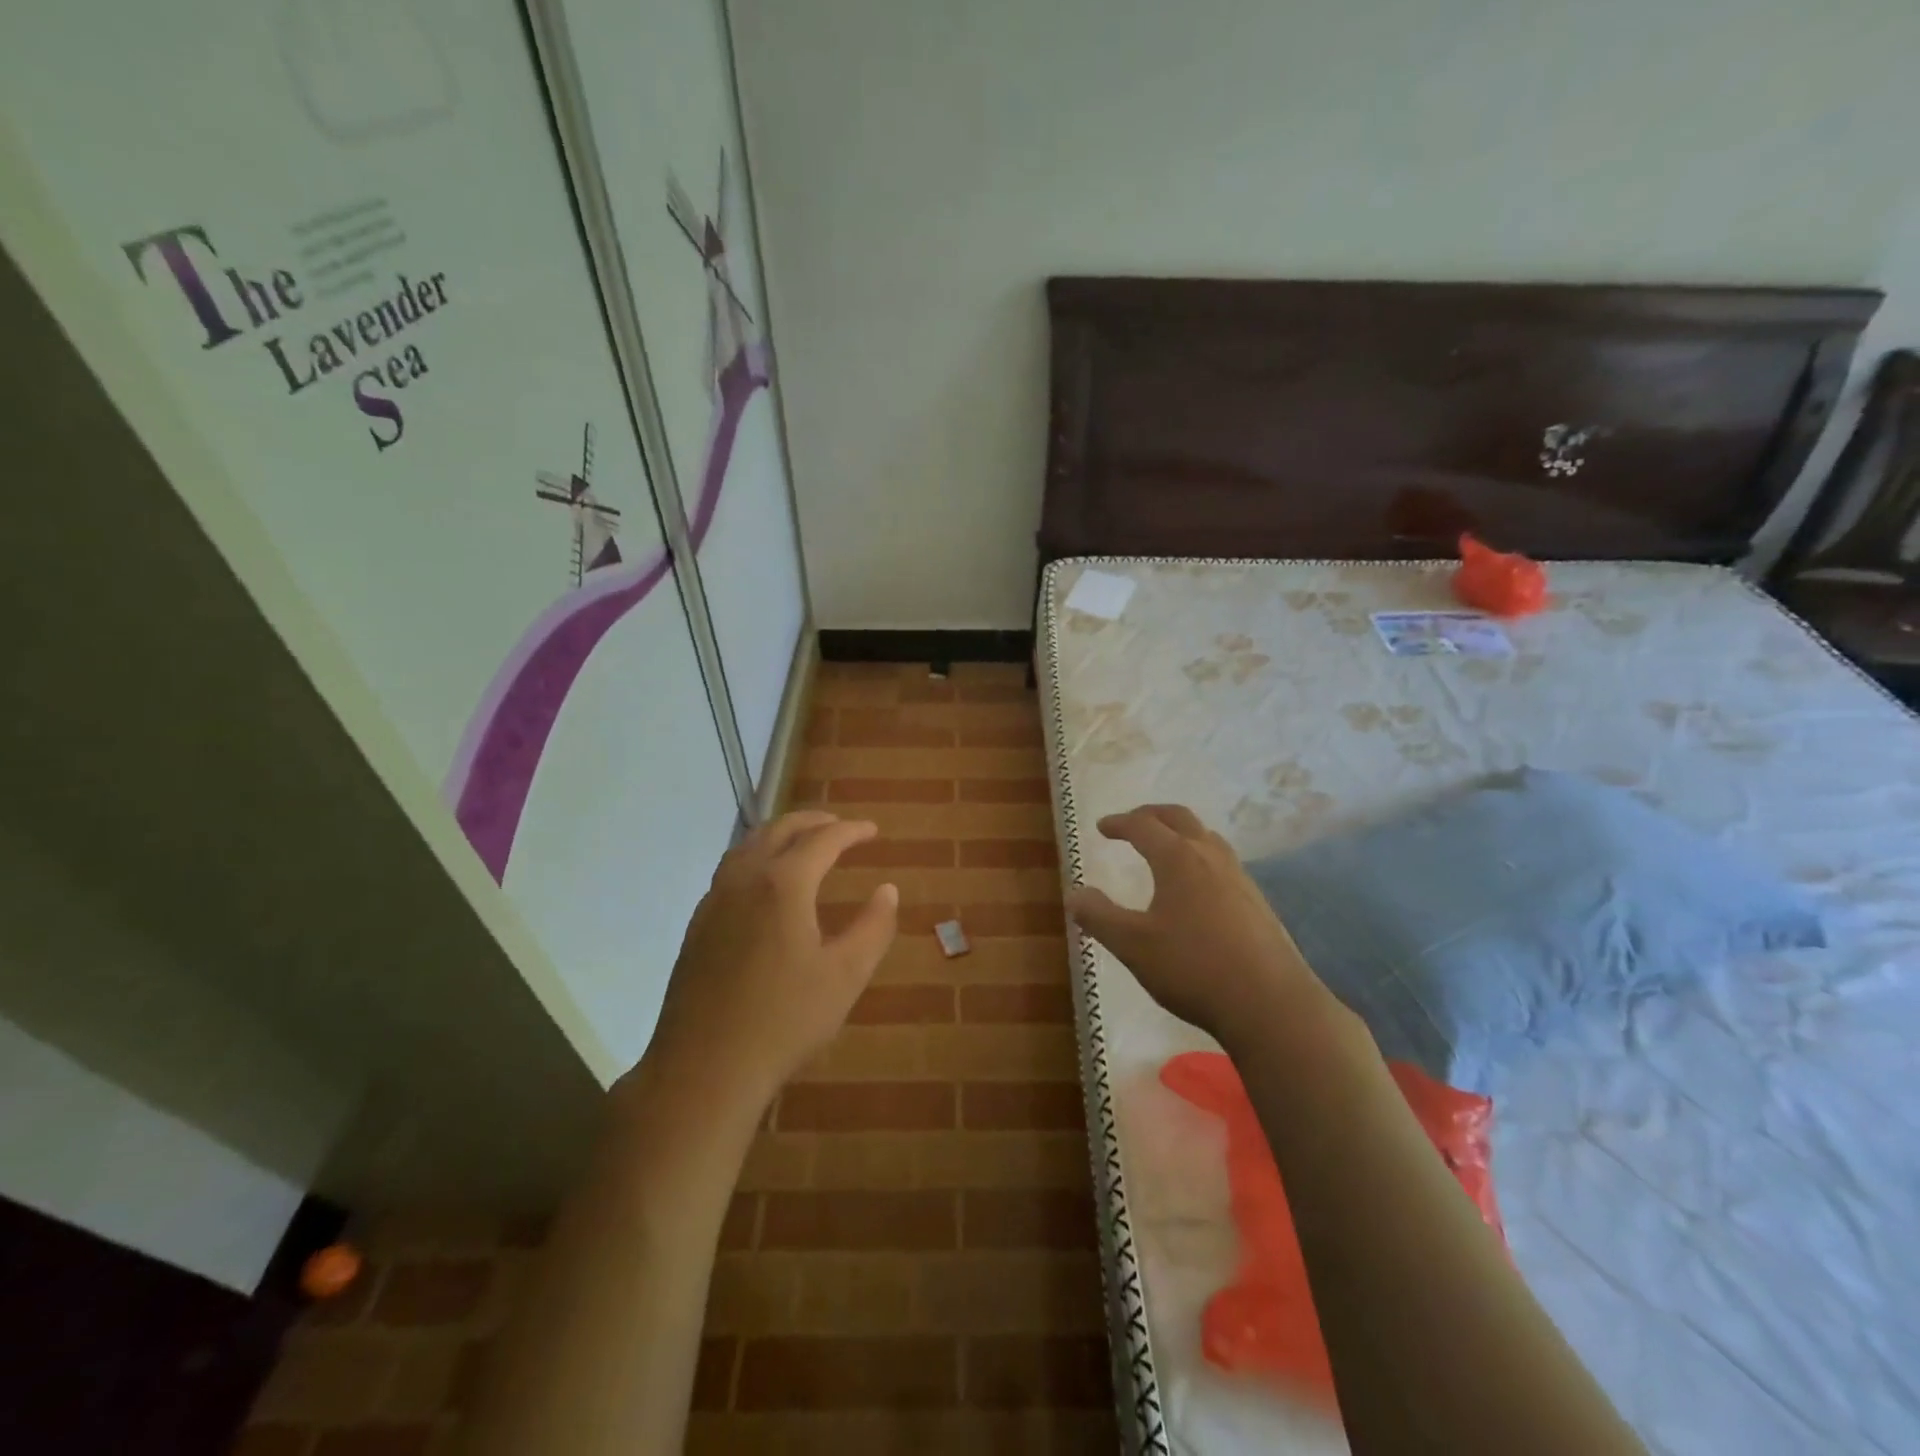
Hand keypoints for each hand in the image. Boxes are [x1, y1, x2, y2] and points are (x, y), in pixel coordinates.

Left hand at [638, 811, 898, 1114]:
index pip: (822, 839)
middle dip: (812, 821)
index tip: (872, 830)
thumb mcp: (846, 976)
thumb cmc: (784, 1020)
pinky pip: (730, 870)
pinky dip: (755, 858)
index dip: (851, 830)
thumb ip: (873, 927)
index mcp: (783, 884)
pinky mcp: (698, 925)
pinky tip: (764, 884)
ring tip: (803, 843)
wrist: (704, 1068)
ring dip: (779, 834)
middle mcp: (744, 879)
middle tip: (839, 825)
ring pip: (747, 846)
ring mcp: (714, 901)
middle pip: (779, 830)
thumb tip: (888, 890)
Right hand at [1068, 804, 1340, 1043]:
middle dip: (1151, 815)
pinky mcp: (1258, 903)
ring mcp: (1240, 878)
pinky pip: (1223, 863)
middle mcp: (1211, 857)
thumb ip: (1099, 917)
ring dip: (1181, 834)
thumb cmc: (1193, 968)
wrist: (1270, 1004)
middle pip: (1179, 818)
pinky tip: (1197, 888)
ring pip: (1207, 838)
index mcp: (1178, 858)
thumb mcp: (1132, 945)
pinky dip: (1200, 857)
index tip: (1102, 827)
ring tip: (1165, 849)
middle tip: (1132, 823)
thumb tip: (1074, 894)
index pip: (1143, 826)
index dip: (1119, 823)